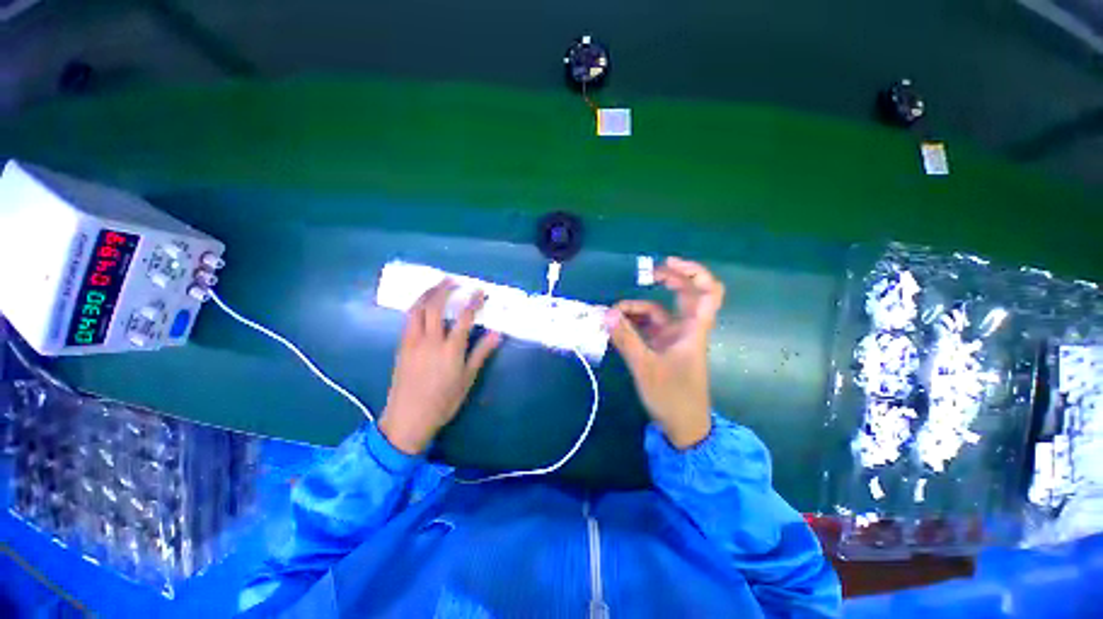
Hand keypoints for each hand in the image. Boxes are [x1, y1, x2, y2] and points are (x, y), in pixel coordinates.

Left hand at [380, 280, 501, 454]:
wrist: (407, 419)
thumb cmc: (443, 401)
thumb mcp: (467, 379)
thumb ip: (481, 353)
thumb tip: (497, 334)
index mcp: (450, 349)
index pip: (464, 318)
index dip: (473, 302)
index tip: (480, 291)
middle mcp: (430, 340)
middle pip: (435, 307)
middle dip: (444, 289)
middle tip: (453, 280)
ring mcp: (412, 342)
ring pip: (417, 309)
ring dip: (426, 294)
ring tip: (436, 285)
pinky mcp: (402, 346)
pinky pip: (408, 319)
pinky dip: (416, 306)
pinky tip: (421, 305)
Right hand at [606, 257, 724, 448]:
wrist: (684, 427)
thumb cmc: (672, 397)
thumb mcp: (645, 367)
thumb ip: (626, 339)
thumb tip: (606, 314)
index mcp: (693, 330)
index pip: (708, 292)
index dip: (693, 272)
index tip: (667, 264)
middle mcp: (686, 329)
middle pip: (684, 295)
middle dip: (666, 281)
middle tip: (644, 275)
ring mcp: (674, 338)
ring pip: (659, 312)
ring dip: (637, 309)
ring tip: (612, 314)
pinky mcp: (663, 348)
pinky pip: (648, 327)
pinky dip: (633, 323)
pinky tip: (617, 326)